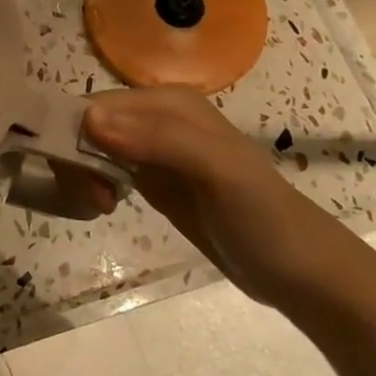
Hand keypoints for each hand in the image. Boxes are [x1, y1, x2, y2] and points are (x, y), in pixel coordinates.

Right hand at [84, 86, 358, 307]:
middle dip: (77, 158)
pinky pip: (105, 168)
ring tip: (101, 207)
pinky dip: (94, 184)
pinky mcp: (152, 179)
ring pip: (92, 147)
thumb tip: (90, 121)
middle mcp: (156, 118)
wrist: (300, 272)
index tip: (80, 179)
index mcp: (169, 103)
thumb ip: (158, 140)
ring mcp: (153, 150)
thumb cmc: (262, 217)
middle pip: (89, 125)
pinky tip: (104, 206)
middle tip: (95, 200)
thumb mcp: (218, 171)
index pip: (97, 105)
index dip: (75, 135)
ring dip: (83, 174)